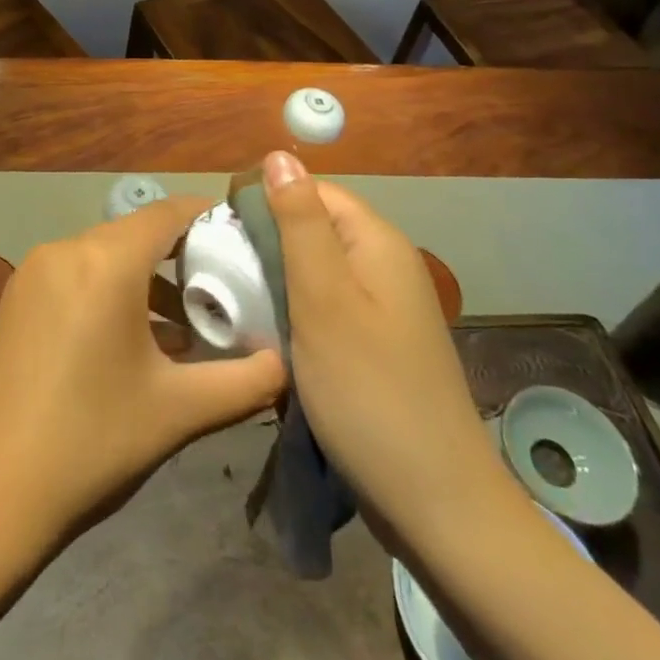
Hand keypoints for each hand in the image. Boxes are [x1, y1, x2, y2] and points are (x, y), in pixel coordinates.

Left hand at [0, 197, 285, 545]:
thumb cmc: (91, 442)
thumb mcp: (178, 412)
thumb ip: (244, 383)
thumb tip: (286, 364)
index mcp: (105, 262)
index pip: (168, 213)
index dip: (208, 217)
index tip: (244, 238)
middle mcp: (66, 249)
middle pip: (137, 233)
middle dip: (182, 255)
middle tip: (224, 290)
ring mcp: (35, 271)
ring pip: (106, 254)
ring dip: (146, 278)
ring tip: (187, 324)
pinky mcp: (18, 296)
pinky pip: (77, 273)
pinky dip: (111, 289)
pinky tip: (134, 339)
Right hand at [261, 151, 502, 537]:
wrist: (437, 505)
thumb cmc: (369, 389)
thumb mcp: (322, 297)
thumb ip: (299, 222)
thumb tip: (279, 154)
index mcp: (376, 241)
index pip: (312, 190)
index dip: (266, 200)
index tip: (222, 233)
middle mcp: (385, 264)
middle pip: (313, 229)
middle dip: (267, 244)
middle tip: (223, 274)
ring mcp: (385, 308)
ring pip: (316, 271)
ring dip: (277, 281)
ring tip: (238, 304)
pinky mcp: (377, 345)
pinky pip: (327, 307)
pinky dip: (296, 313)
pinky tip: (271, 337)